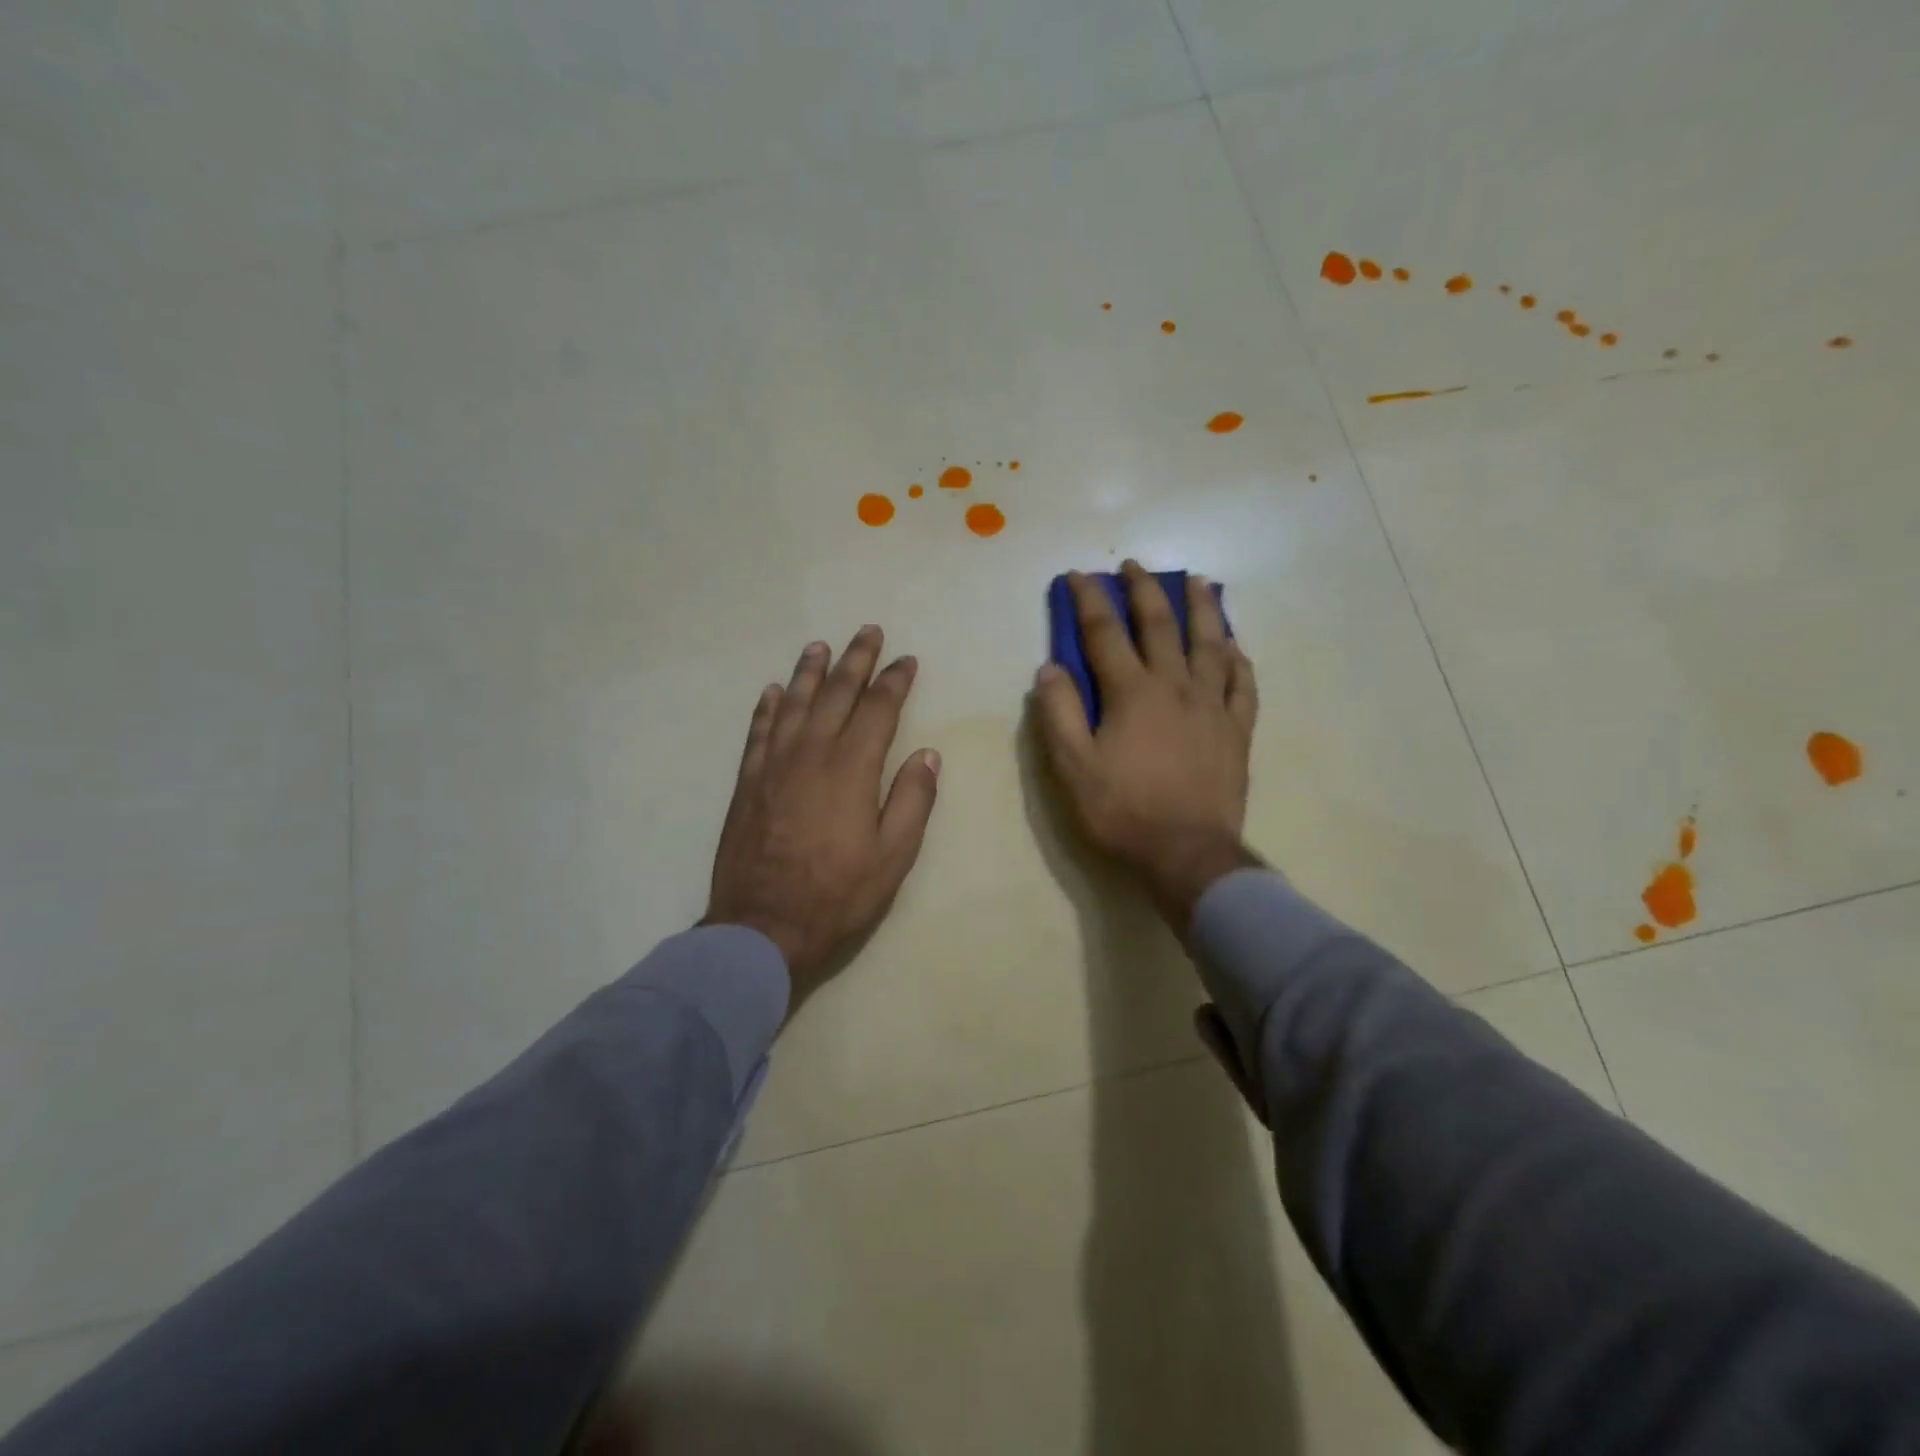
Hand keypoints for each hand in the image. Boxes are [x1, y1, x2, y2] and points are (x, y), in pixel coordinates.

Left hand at [706, 626, 940, 1004]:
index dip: (895, 681)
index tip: (907, 661)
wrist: (763, 925)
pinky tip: (773, 691)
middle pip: (836, 693)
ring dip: (809, 672)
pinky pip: (758, 731)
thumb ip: (912, 800)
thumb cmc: (837, 893)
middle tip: (868, 632)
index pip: (878, 709)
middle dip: (856, 660)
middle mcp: (811, 753)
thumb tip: (928, 754)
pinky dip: (768, 707)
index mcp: (852, 768)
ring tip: (820, 646)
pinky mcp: (748, 782)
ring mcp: (774, 765)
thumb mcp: (893, 855)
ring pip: (793, 703)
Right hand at [1031, 561, 1259, 927]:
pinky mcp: (1236, 730)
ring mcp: (1212, 706)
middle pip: (1160, 624)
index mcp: (1132, 692)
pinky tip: (1234, 647)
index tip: (1077, 575)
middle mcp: (1175, 686)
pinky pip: (1242, 685)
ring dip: (1202, 608)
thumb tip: (1050, 668)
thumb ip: (1059, 713)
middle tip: (1135, 565)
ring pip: (1210, 644)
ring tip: (1198, 582)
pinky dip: (1237, 660)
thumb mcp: (1073, 766)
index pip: (1105, 633)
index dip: (1089, 600)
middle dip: (1144, 589)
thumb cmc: (1122, 810)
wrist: (1187, 853)